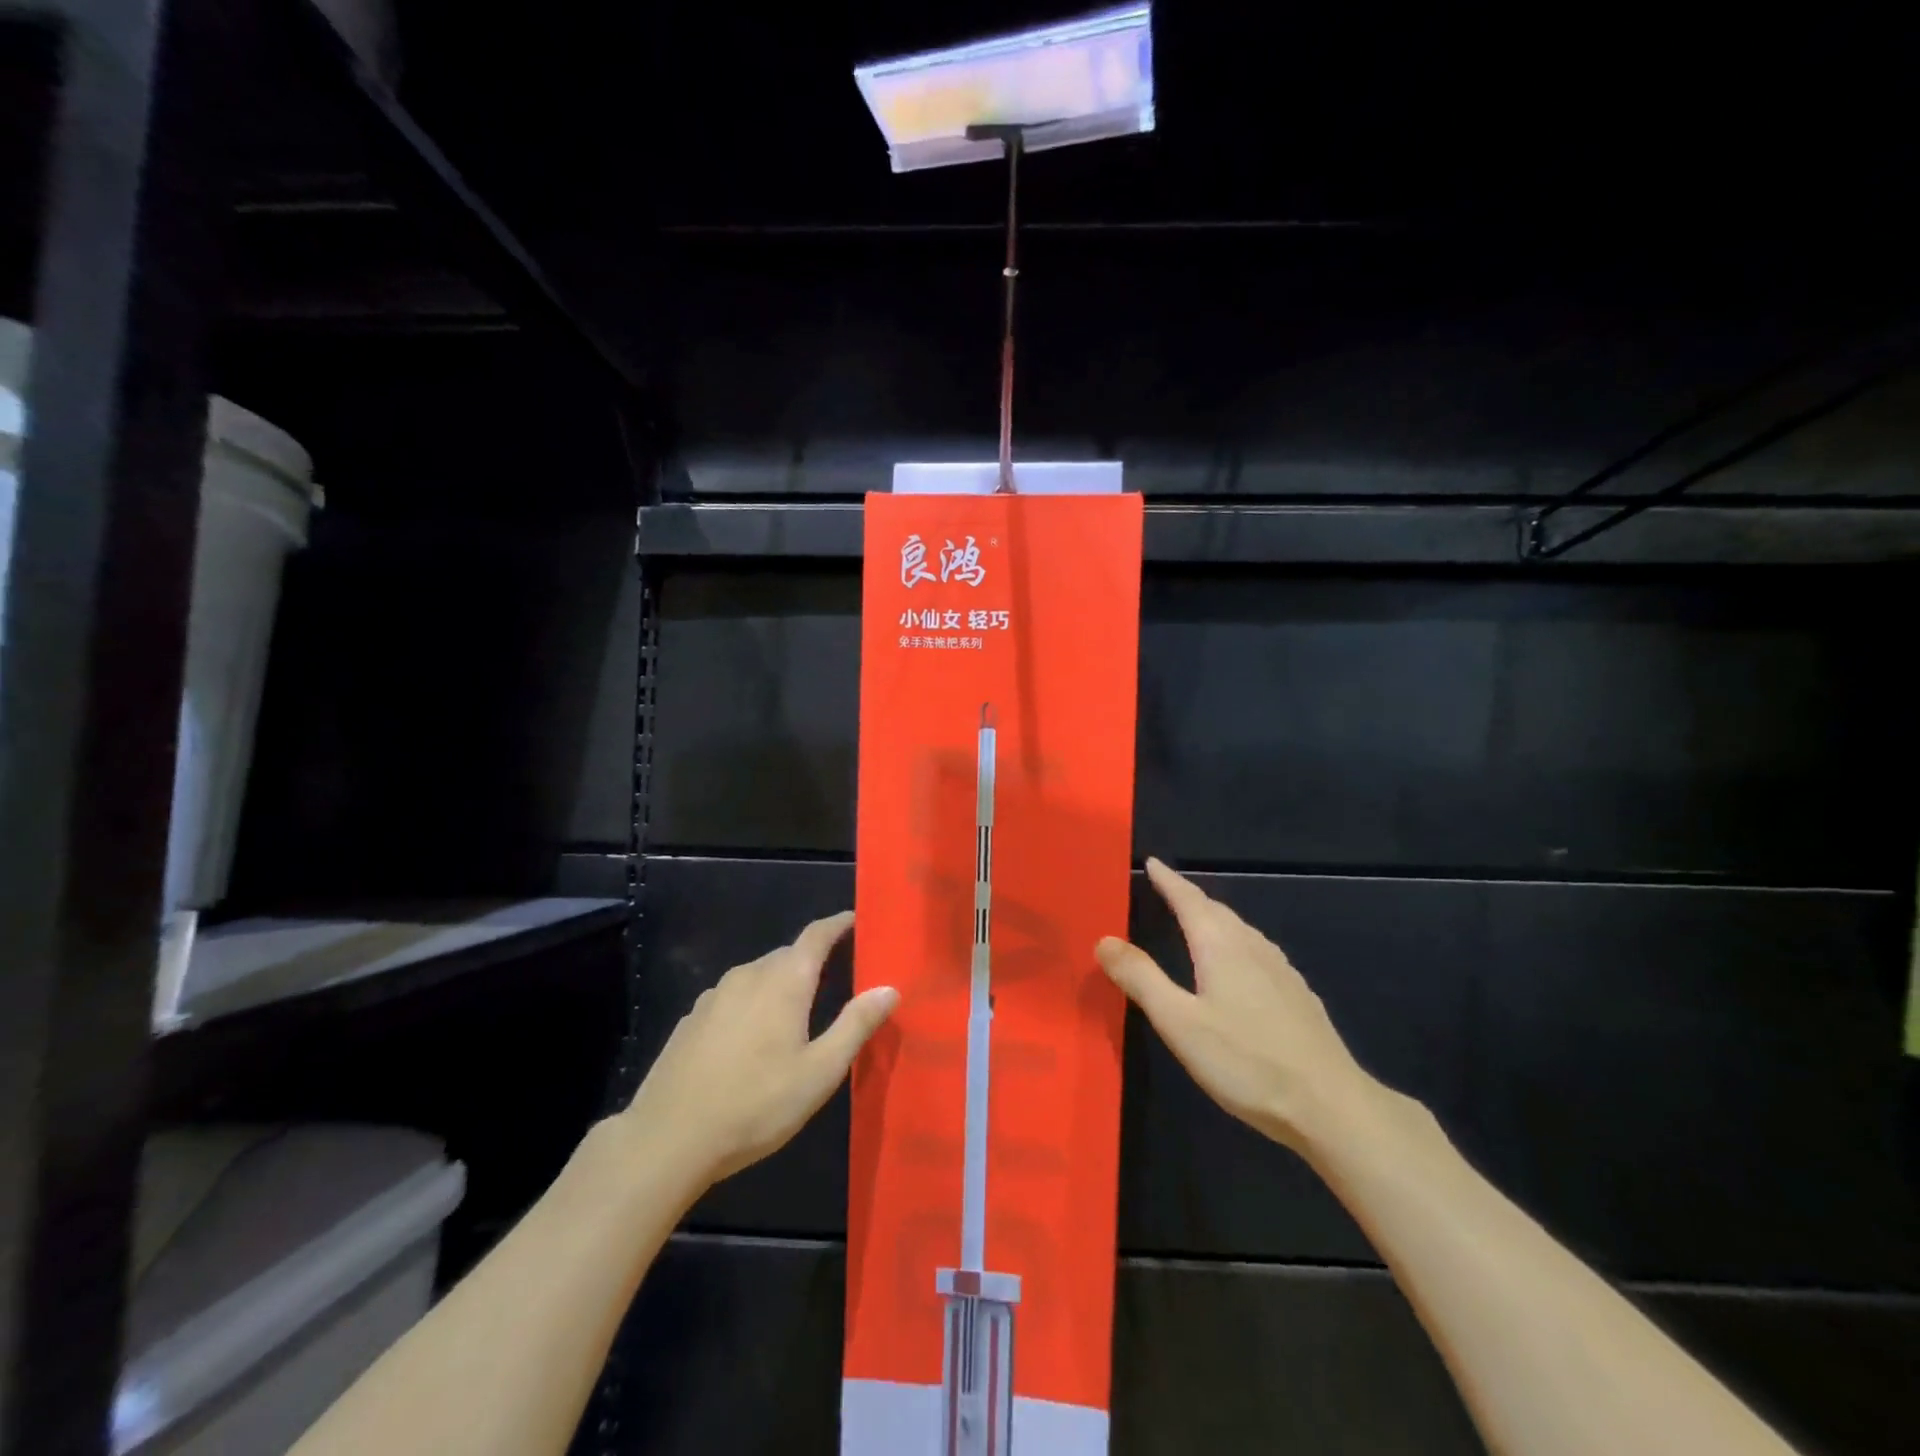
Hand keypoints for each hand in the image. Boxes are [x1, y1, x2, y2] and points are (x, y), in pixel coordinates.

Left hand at [618, 912, 898, 1187]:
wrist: (667, 1139)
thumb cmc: (755, 1105)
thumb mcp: (819, 1072)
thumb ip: (856, 1025)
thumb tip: (889, 988)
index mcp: (784, 981)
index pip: (816, 935)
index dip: (838, 924)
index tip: (856, 920)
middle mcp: (748, 975)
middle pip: (788, 955)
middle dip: (813, 960)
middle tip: (838, 979)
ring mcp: (714, 995)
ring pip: (758, 975)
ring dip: (781, 983)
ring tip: (798, 1012)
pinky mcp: (692, 1019)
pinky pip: (734, 997)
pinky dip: (753, 1003)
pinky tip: (753, 1039)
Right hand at [1097, 859, 1380, 1154]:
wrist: (1331, 1105)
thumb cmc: (1246, 1061)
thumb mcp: (1179, 1022)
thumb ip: (1141, 978)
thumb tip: (1104, 939)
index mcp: (1221, 946)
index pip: (1189, 900)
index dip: (1169, 881)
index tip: (1153, 862)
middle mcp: (1252, 947)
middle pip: (1217, 910)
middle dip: (1190, 897)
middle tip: (1168, 889)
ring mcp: (1281, 971)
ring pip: (1240, 930)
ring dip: (1215, 917)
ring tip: (1198, 919)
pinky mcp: (1298, 995)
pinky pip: (1257, 950)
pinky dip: (1236, 941)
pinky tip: (1240, 963)